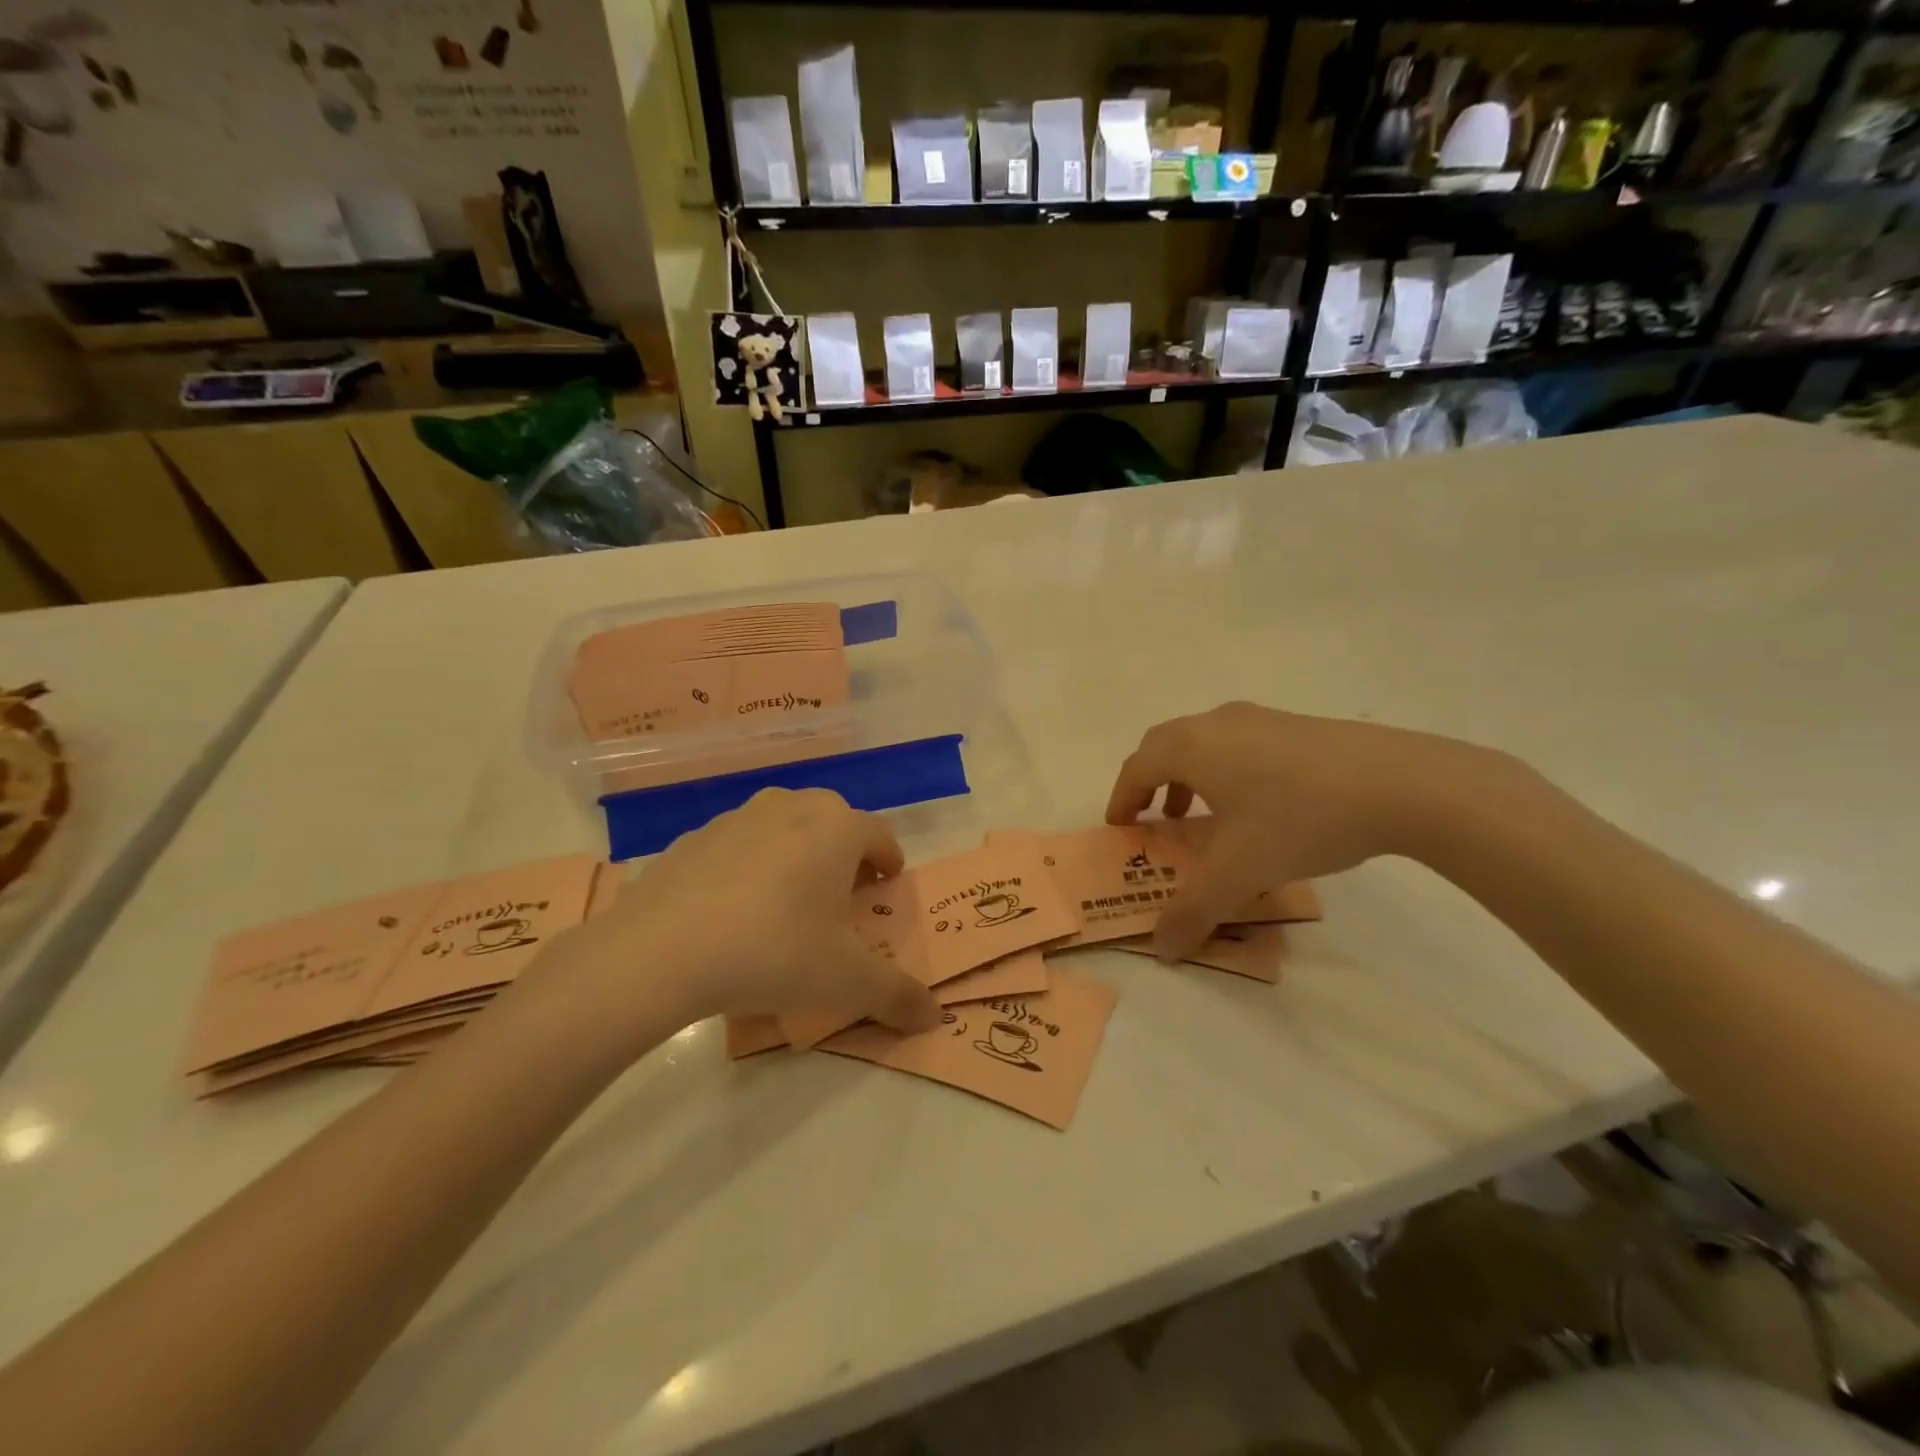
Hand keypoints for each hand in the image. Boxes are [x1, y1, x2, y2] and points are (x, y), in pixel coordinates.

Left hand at [531, 789, 939, 1046]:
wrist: (661, 951)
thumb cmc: (774, 952)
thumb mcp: (845, 982)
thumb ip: (897, 996)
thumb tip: (934, 1018)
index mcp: (837, 828)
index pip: (881, 836)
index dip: (889, 864)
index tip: (884, 892)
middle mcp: (793, 808)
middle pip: (834, 823)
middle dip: (845, 857)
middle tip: (839, 901)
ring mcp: (739, 817)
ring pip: (785, 828)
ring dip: (797, 856)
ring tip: (786, 905)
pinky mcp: (695, 836)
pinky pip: (739, 845)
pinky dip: (749, 866)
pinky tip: (732, 913)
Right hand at [1106, 702, 1503, 957]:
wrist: (1402, 783)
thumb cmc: (1300, 819)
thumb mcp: (1240, 872)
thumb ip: (1194, 911)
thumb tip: (1162, 949)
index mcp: (1192, 748)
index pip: (1136, 768)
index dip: (1121, 798)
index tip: (1121, 827)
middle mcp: (1217, 723)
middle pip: (1164, 745)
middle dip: (1150, 782)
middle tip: (1155, 819)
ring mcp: (1260, 718)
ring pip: (1204, 741)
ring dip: (1188, 775)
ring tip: (1201, 814)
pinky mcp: (1296, 725)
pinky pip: (1239, 743)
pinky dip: (1225, 769)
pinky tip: (1258, 804)